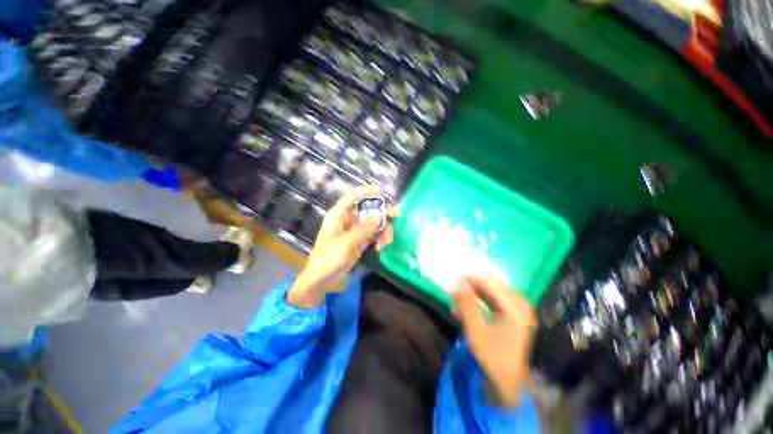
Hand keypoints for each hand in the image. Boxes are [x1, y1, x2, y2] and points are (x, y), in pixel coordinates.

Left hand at [287, 185, 393, 308]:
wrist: (322, 281)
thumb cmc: (328, 259)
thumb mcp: (346, 243)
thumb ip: (364, 229)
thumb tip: (379, 215)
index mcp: (338, 215)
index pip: (352, 197)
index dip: (366, 191)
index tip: (381, 191)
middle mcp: (347, 220)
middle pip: (367, 209)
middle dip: (381, 213)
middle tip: (395, 216)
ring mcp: (354, 231)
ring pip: (372, 223)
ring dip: (383, 229)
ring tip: (388, 240)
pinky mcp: (359, 241)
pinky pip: (373, 234)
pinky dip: (379, 238)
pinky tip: (382, 246)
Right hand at [453, 276, 537, 407]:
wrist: (507, 383)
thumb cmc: (492, 357)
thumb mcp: (476, 330)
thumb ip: (467, 303)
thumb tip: (458, 280)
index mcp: (516, 309)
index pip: (491, 284)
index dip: (472, 279)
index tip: (454, 277)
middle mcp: (521, 305)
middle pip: (493, 286)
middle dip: (473, 286)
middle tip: (455, 289)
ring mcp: (520, 311)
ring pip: (493, 293)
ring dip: (475, 294)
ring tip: (458, 298)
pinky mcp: (515, 316)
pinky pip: (496, 301)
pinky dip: (481, 301)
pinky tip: (467, 306)